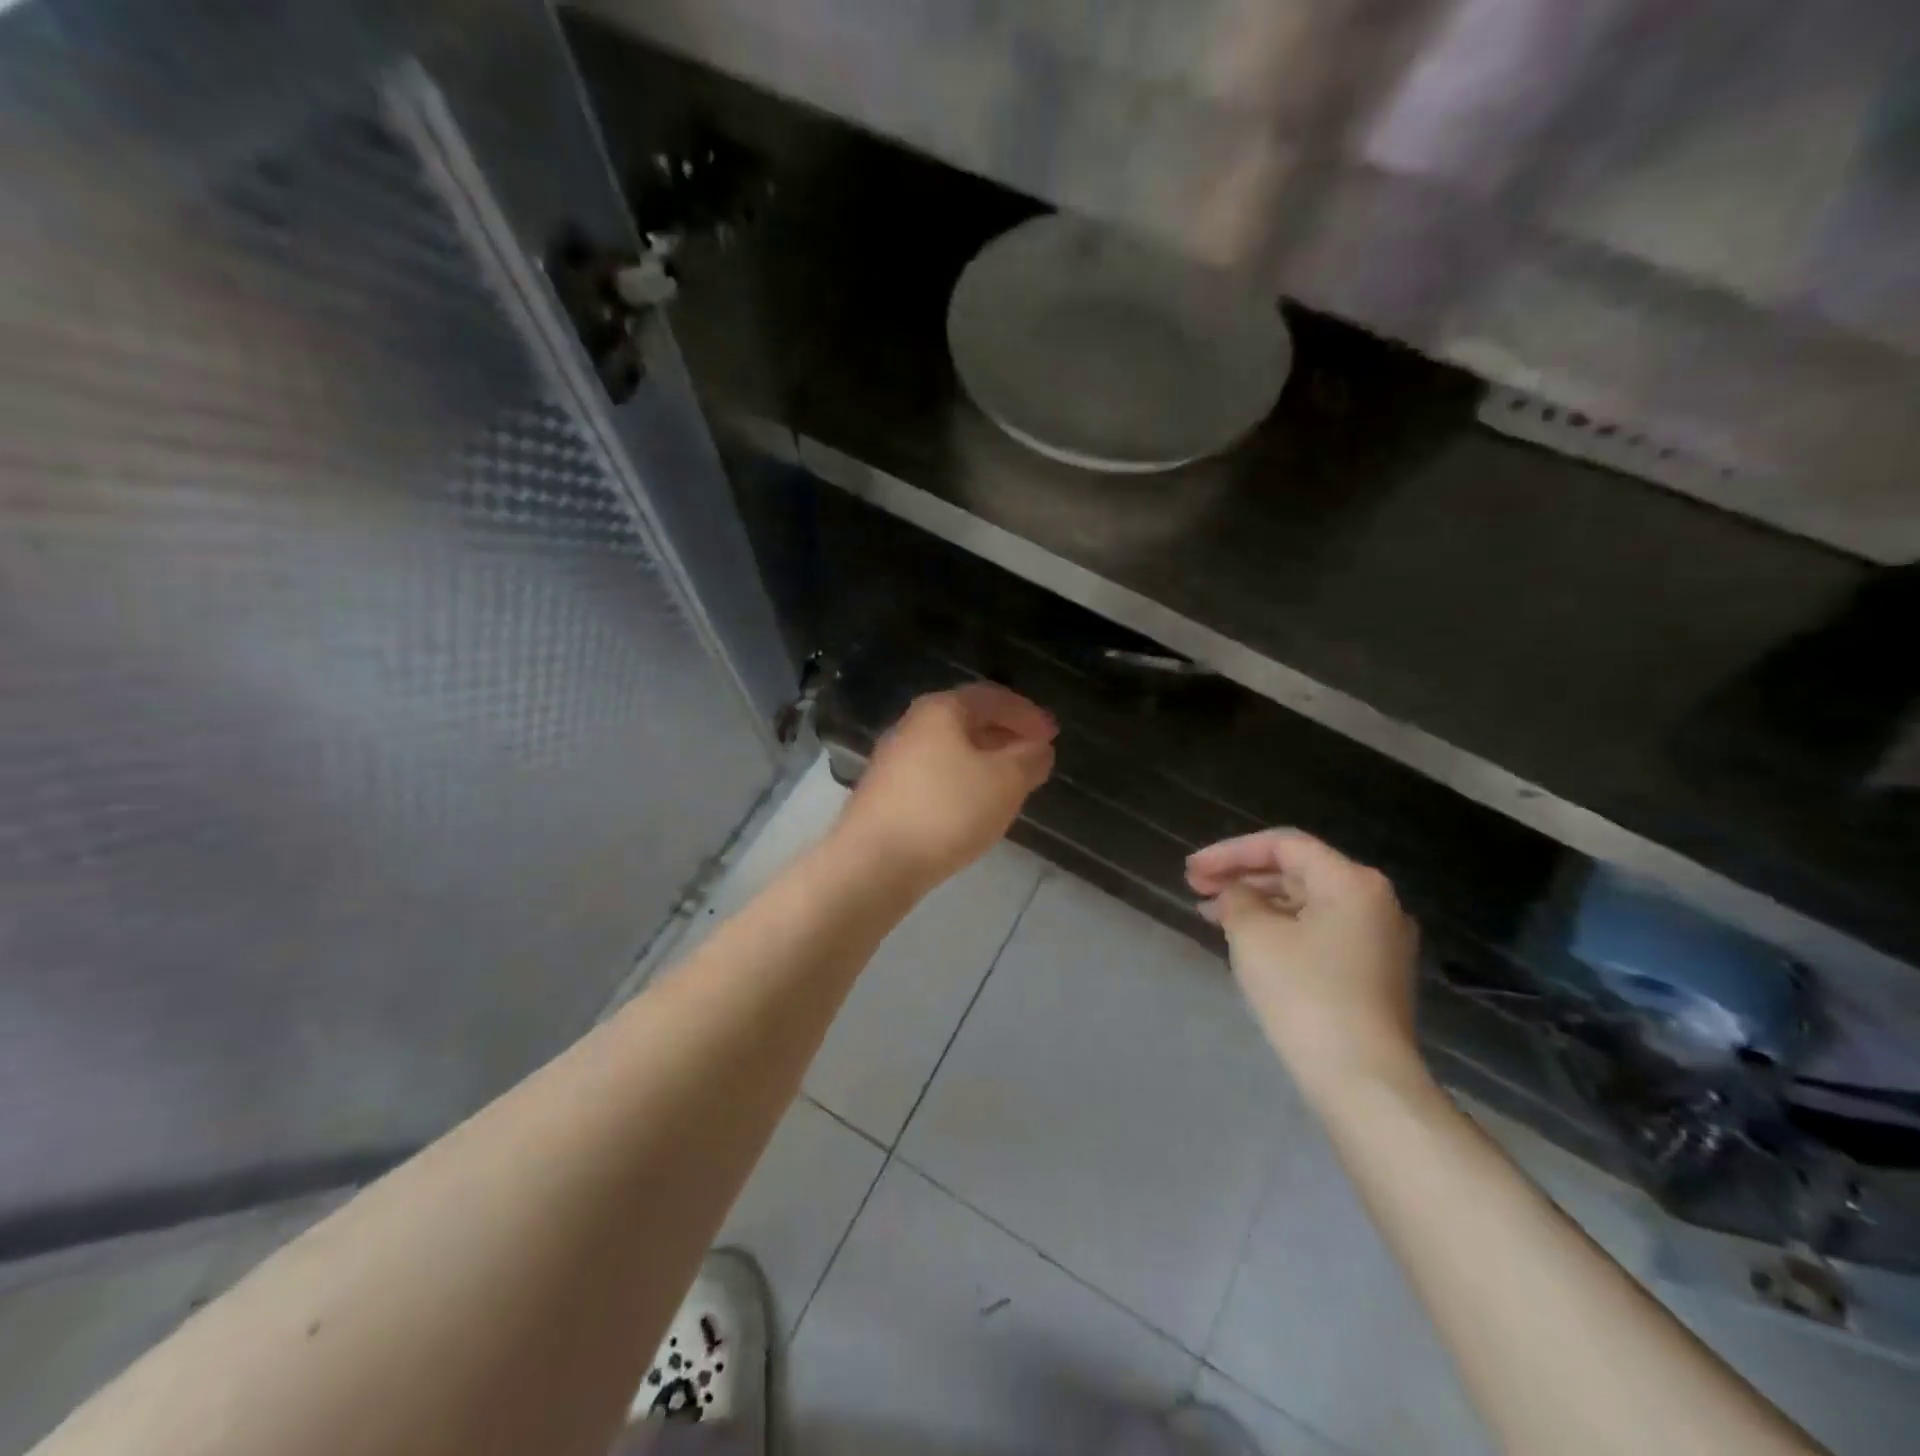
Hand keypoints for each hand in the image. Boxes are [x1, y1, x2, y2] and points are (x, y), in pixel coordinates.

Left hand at [834, 684, 1056, 891]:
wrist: (873, 861)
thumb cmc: (947, 810)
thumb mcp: (1005, 781)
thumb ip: (1029, 759)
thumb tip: (1037, 748)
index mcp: (941, 710)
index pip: (992, 697)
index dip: (1026, 713)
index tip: (1052, 734)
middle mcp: (912, 725)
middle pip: (967, 720)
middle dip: (1004, 735)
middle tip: (1034, 755)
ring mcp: (893, 760)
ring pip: (950, 750)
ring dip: (983, 760)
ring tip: (1009, 783)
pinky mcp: (885, 793)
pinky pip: (934, 775)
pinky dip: (961, 781)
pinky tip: (973, 806)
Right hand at [1187, 829, 1423, 1100]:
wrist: (1362, 1079)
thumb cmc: (1305, 994)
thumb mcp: (1254, 935)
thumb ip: (1236, 899)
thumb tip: (1236, 894)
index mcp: (1351, 881)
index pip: (1282, 845)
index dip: (1230, 852)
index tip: (1191, 870)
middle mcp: (1374, 901)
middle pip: (1296, 871)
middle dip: (1241, 876)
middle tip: (1196, 888)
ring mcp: (1379, 939)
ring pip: (1306, 903)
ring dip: (1257, 903)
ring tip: (1211, 915)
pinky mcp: (1374, 972)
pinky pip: (1319, 931)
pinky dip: (1280, 928)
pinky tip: (1248, 941)